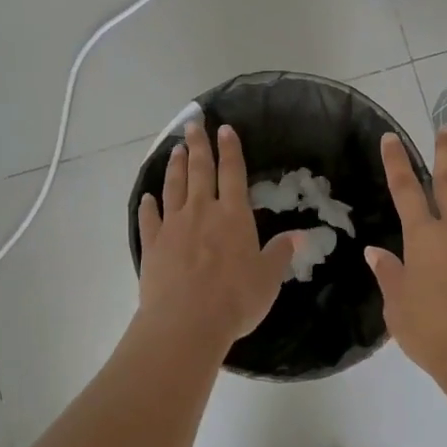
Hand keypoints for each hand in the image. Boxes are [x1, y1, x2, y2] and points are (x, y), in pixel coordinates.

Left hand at [137, 120, 300, 355]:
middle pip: (199, 170)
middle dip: (198, 145)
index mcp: (233, 216)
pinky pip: (149, 219)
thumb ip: (281, 253)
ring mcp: (173, 226)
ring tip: (175, 149)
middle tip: (193, 123)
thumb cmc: (235, 299)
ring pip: (173, 187)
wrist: (186, 322)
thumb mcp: (268, 278)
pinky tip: (147, 197)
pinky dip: (148, 205)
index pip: (232, 173)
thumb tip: (299, 235)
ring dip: (175, 166)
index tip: (225, 129)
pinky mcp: (152, 245)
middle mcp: (202, 212)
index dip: (230, 150)